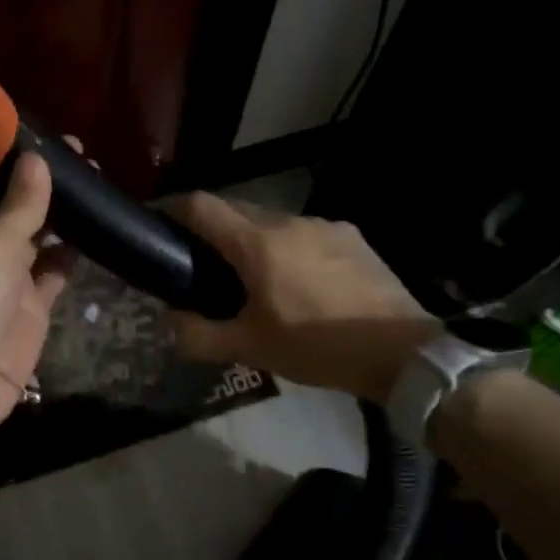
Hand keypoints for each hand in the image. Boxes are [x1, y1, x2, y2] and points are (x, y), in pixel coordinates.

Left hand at [0, 151, 72, 426]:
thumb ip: (18, 204)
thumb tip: (37, 160)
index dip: (9, 155)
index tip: (45, 134)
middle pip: (14, 202)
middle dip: (44, 181)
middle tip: (85, 159)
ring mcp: (9, 275)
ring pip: (39, 234)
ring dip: (63, 215)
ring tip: (97, 187)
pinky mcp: (33, 303)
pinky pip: (55, 269)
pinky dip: (72, 253)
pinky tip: (96, 233)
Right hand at [165, 193, 436, 399]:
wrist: (402, 353)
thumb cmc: (317, 347)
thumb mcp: (250, 349)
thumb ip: (199, 335)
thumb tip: (170, 321)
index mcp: (259, 243)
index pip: (202, 206)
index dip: (173, 208)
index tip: (158, 224)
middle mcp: (290, 222)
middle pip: (237, 210)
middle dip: (212, 230)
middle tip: (200, 264)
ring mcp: (326, 226)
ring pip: (272, 222)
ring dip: (252, 241)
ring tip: (251, 279)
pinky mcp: (352, 238)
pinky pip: (305, 234)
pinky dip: (286, 249)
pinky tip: (297, 283)